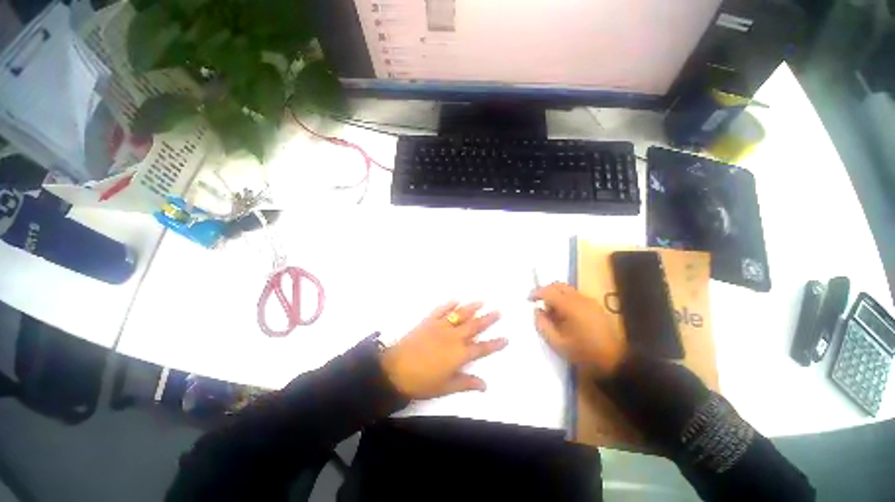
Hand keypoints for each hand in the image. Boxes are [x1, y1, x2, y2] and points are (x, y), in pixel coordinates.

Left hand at [381, 301, 506, 399]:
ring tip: (481, 302)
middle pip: (474, 326)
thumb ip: (465, 383)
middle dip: (488, 319)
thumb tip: (485, 385)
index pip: (482, 348)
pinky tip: (455, 299)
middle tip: (498, 311)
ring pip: (460, 314)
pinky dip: (449, 304)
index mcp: (459, 354)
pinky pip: (441, 310)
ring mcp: (441, 326)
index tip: (505, 338)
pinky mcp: (429, 321)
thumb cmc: (422, 381)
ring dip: (472, 307)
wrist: (396, 369)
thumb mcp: (445, 387)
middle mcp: (453, 337)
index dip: (494, 344)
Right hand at [530, 282, 625, 376]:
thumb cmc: (584, 353)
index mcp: (569, 306)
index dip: (536, 293)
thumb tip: (537, 311)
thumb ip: (542, 325)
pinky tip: (566, 316)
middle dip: (546, 291)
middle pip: (558, 285)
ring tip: (553, 313)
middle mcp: (580, 299)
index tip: (528, 300)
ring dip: (556, 295)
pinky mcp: (595, 306)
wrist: (617, 361)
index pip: (548, 291)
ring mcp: (589, 301)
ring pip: (567, 289)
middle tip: (540, 304)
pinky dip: (566, 300)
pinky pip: (575, 296)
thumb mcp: (557, 344)